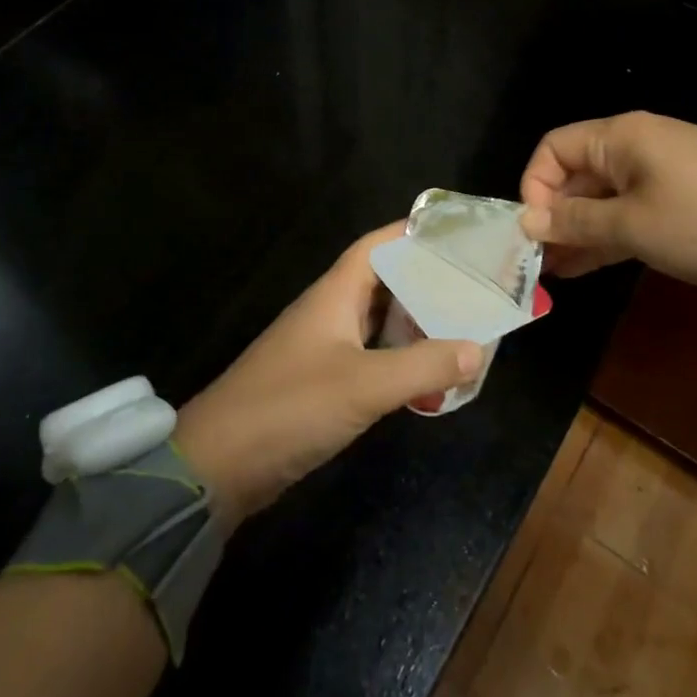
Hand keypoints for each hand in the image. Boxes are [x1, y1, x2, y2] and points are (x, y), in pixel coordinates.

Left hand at [172, 224, 482, 524]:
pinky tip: (426, 376)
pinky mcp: (321, 382)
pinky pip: (370, 357)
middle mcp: (329, 312)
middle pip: (383, 282)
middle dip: (425, 282)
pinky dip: (399, 360)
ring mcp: (323, 348)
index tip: (455, 233)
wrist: (219, 463)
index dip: (412, 233)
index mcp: (334, 294)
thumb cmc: (291, 406)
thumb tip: (477, 349)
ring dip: (415, 324)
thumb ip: (422, 365)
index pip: (376, 246)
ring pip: (378, 322)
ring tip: (461, 327)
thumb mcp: (364, 385)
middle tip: (473, 286)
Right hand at [519, 112, 696, 295]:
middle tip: (534, 264)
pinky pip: (629, 214)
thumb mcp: (634, 225)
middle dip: (553, 216)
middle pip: (575, 175)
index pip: (553, 149)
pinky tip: (583, 267)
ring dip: (577, 232)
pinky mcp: (679, 202)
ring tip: (550, 274)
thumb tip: (527, 222)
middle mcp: (634, 148)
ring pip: (601, 199)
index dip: (534, 186)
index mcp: (619, 138)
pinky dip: (606, 236)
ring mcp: (659, 175)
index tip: (533, 231)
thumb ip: (575, 222)